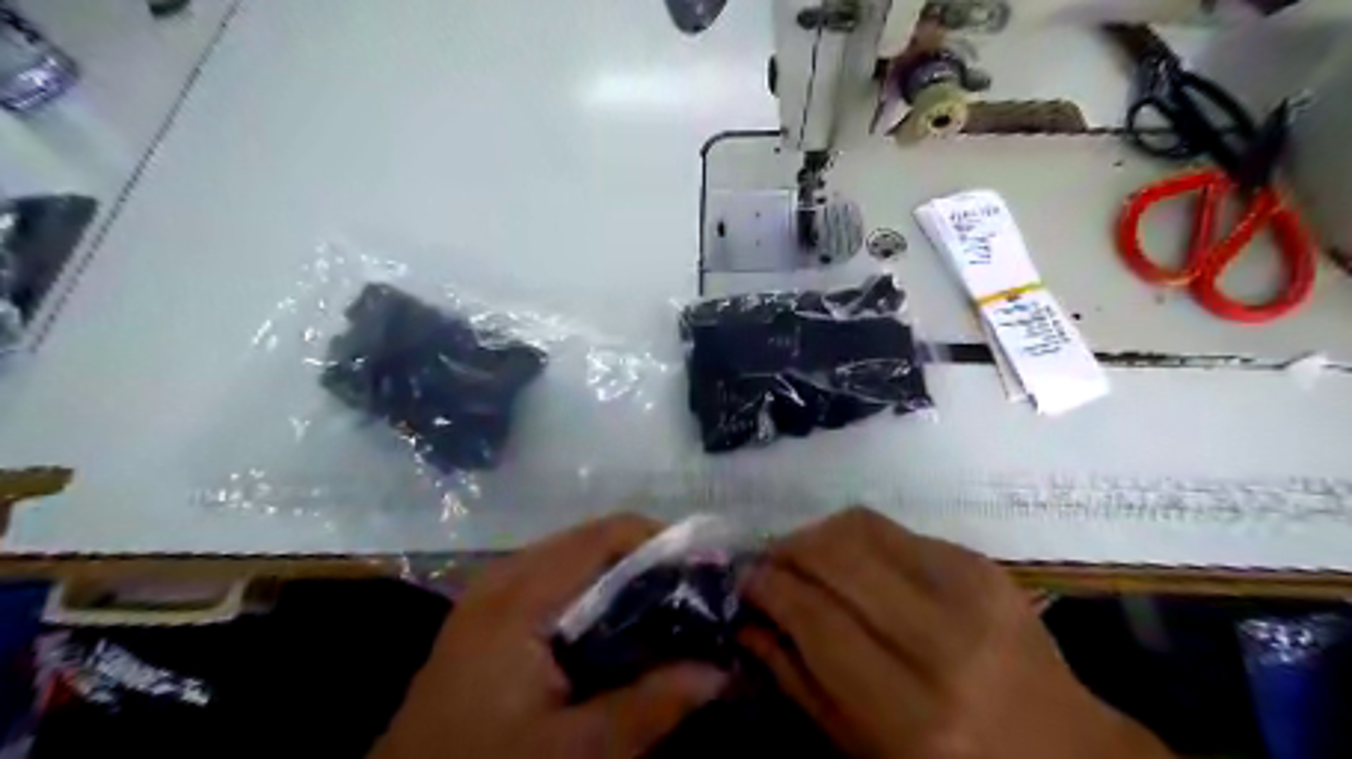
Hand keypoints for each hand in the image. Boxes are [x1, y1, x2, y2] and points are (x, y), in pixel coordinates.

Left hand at [367, 515, 728, 758]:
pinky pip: (553, 583)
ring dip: (623, 577)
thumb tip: (718, 672)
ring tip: (666, 610)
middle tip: (693, 596)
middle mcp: (504, 577)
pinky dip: (594, 595)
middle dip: (648, 560)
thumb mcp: (574, 753)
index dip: (663, 542)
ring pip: (574, 560)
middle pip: (592, 540)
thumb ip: (650, 706)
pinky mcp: (488, 617)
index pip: (607, 535)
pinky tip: (617, 630)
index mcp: (520, 596)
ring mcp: (491, 595)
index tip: (707, 571)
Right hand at [737, 506, 1174, 758]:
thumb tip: (749, 620)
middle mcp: (941, 641)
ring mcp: (969, 591)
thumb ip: (798, 680)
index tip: (745, 580)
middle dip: (787, 549)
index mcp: (909, 709)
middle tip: (769, 562)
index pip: (815, 616)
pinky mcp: (982, 564)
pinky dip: (858, 537)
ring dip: (817, 533)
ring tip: (802, 554)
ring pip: (861, 526)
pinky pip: (897, 529)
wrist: (1060, 749)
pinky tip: (852, 562)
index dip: (769, 587)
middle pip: (836, 556)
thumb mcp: (862, 749)